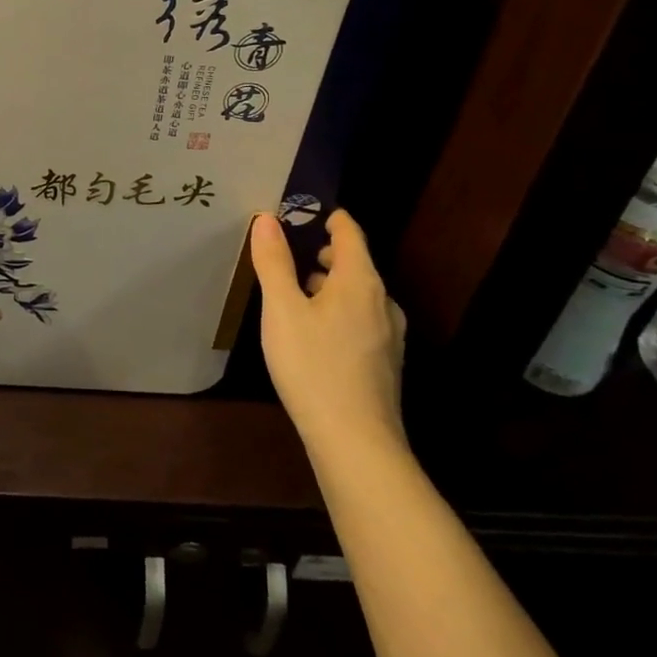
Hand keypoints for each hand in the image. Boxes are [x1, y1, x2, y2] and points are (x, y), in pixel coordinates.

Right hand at [250, 209, 407, 460]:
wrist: (356, 443)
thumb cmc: (314, 366)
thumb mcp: (282, 310)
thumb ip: (274, 262)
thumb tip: (267, 219)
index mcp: (360, 281)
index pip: (350, 232)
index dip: (328, 217)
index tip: (302, 213)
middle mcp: (383, 302)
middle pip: (355, 263)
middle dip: (323, 253)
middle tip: (287, 254)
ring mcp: (389, 335)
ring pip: (358, 295)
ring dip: (329, 286)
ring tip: (294, 294)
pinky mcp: (385, 363)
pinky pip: (361, 320)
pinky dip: (338, 312)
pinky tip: (314, 335)